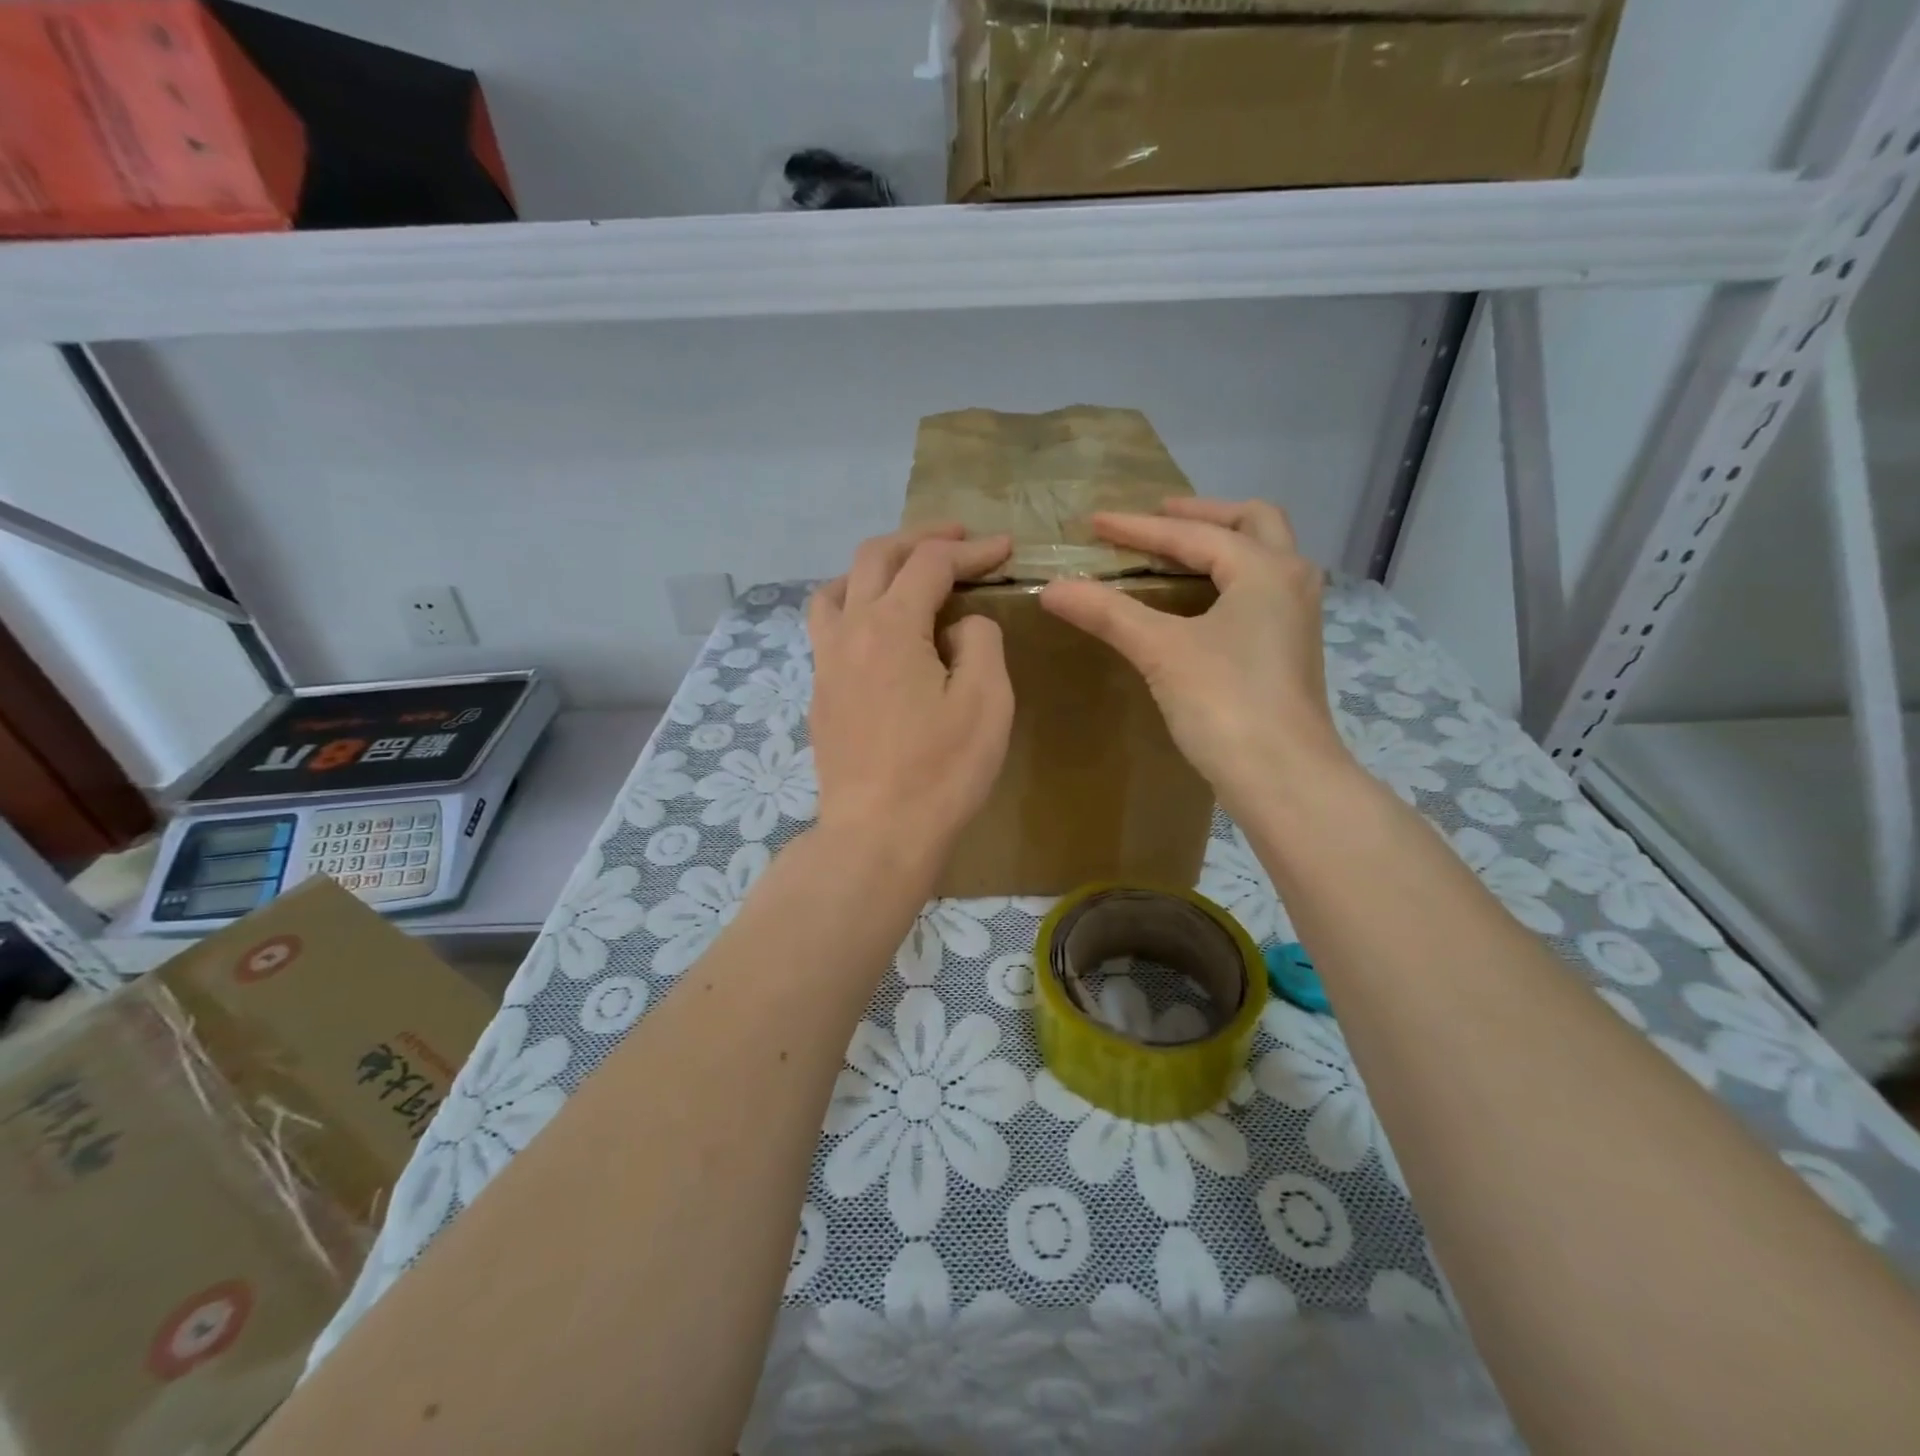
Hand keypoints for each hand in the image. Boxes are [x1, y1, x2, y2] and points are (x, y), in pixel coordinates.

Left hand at [807, 524, 1014, 868]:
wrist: (878, 834)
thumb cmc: (941, 771)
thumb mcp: (986, 701)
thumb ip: (980, 642)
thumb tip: (958, 626)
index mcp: (891, 626)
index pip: (931, 564)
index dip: (971, 549)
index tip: (1005, 548)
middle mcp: (849, 631)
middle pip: (875, 558)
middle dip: (920, 539)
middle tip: (957, 539)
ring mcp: (825, 662)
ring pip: (838, 588)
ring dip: (874, 568)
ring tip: (905, 575)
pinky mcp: (819, 693)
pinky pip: (827, 626)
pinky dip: (854, 605)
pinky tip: (876, 630)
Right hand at [1038, 498, 1351, 817]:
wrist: (1284, 777)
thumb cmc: (1226, 703)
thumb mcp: (1161, 650)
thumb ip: (1108, 613)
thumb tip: (1052, 588)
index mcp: (1265, 569)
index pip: (1192, 534)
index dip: (1138, 528)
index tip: (1095, 522)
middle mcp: (1291, 581)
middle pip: (1252, 522)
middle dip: (1202, 515)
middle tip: (1157, 518)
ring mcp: (1297, 617)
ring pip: (1264, 557)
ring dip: (1223, 543)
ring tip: (1178, 551)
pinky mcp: (1290, 650)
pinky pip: (1260, 591)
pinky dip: (1229, 578)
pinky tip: (1200, 602)